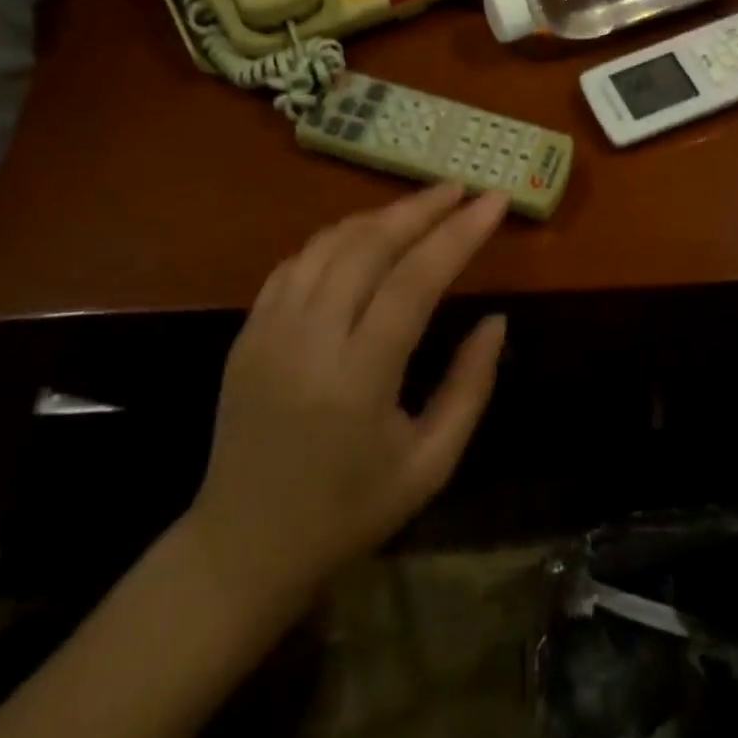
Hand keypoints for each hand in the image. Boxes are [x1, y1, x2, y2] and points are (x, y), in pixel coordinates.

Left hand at [180, 183, 508, 623]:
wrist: (240, 548)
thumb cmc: (349, 512)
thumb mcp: (430, 464)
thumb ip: (470, 386)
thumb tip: (496, 319)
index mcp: (357, 379)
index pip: (414, 280)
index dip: (459, 234)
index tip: (494, 201)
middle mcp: (307, 341)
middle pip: (369, 246)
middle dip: (421, 209)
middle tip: (461, 188)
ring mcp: (268, 331)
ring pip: (329, 244)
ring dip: (380, 216)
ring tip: (422, 207)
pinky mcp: (247, 332)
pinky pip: (297, 263)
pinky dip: (338, 238)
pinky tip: (366, 236)